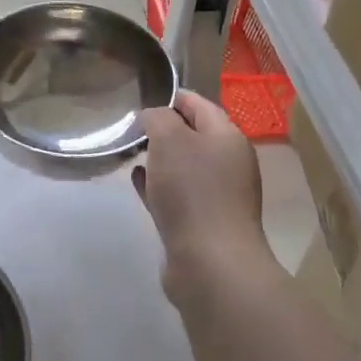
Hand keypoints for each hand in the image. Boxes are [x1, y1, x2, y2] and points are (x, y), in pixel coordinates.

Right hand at [132, 91, 274, 309]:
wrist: (211, 263)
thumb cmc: (192, 192)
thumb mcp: (170, 140)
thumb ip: (158, 118)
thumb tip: (153, 117)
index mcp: (227, 137)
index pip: (199, 104)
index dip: (171, 97)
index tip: (141, 98)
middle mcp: (228, 163)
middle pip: (193, 136)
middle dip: (164, 129)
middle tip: (131, 128)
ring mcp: (217, 195)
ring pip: (184, 167)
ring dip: (160, 159)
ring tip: (131, 153)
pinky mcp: (202, 223)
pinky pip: (178, 194)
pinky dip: (159, 185)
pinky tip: (138, 183)